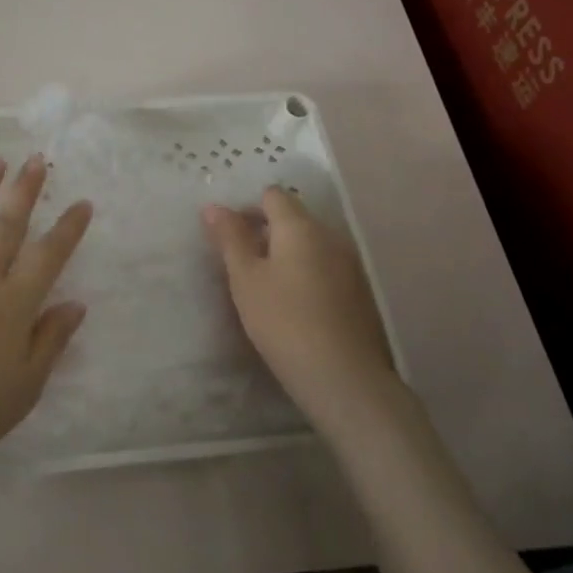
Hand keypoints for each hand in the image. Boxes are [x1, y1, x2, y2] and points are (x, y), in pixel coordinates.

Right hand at [202, 188, 395, 431]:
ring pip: (309, 243)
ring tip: (263, 285)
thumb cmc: (283, 320)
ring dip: (285, 253)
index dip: (247, 208)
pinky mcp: (359, 291)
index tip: (228, 236)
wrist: (342, 376)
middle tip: (240, 263)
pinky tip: (292, 304)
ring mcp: (349, 263)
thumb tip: (213, 207)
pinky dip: (304, 273)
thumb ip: (230, 238)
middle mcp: (330, 235)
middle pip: (293, 217)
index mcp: (300, 226)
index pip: (272, 195)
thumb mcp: (245, 278)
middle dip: (264, 231)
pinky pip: (324, 266)